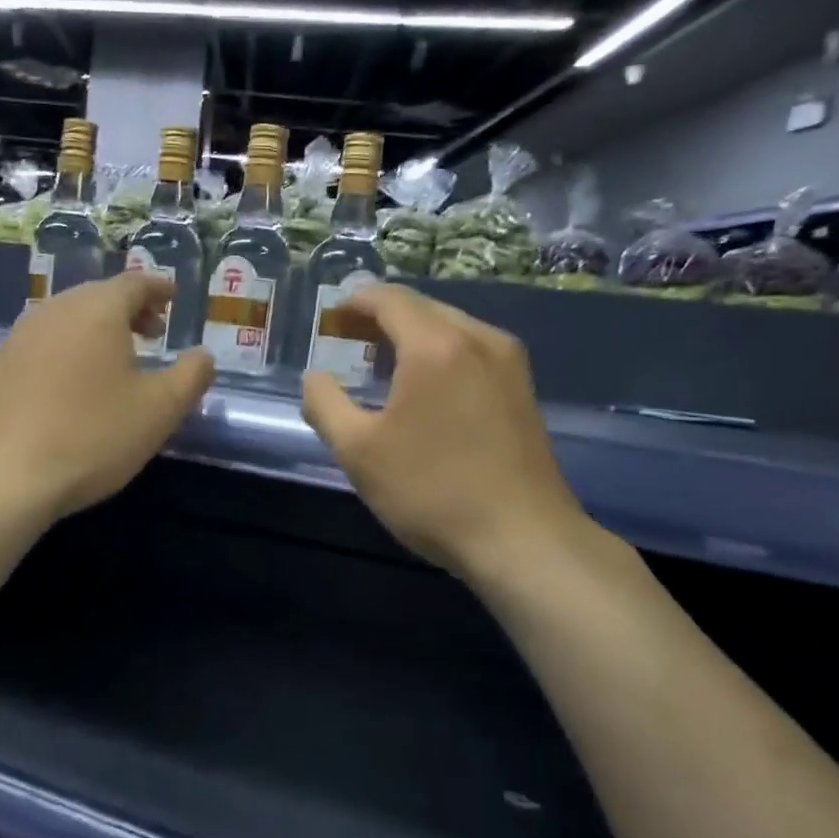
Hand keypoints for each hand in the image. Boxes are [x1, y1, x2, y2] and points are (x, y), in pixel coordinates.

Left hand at [0, 273, 213, 521]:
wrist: (6, 477)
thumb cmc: (94, 436)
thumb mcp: (161, 410)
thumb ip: (192, 376)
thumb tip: (202, 356)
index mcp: (97, 310)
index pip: (135, 283)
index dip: (158, 288)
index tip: (174, 298)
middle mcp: (55, 311)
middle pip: (99, 296)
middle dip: (130, 309)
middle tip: (154, 332)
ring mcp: (21, 336)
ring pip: (70, 318)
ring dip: (99, 329)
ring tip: (119, 358)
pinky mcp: (1, 366)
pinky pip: (46, 341)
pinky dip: (71, 347)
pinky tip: (78, 381)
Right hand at [301, 283, 595, 579]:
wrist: (523, 539)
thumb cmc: (432, 491)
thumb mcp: (358, 452)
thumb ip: (325, 404)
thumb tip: (315, 378)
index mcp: (436, 345)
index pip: (390, 299)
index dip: (356, 301)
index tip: (331, 315)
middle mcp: (479, 339)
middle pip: (423, 308)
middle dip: (382, 317)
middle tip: (349, 340)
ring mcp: (509, 363)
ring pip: (451, 328)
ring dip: (413, 335)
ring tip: (383, 364)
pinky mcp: (523, 390)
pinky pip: (473, 351)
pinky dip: (441, 354)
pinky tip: (426, 388)